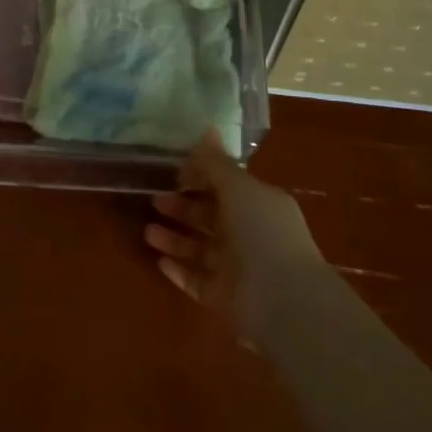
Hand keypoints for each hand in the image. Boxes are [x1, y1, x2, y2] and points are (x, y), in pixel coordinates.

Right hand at [144, 129, 323, 343]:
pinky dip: (179, 271)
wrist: (284, 303)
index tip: (173, 172)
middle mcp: (249, 235)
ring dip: (174, 239)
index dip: (201, 178)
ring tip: (147, 232)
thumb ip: (217, 163)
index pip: (226, 186)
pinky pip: (197, 281)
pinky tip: (158, 261)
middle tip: (155, 200)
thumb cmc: (262, 233)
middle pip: (210, 217)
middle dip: (183, 207)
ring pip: (200, 250)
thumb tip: (207, 128)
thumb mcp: (239, 188)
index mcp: (258, 205)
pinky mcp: (224, 299)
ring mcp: (237, 270)